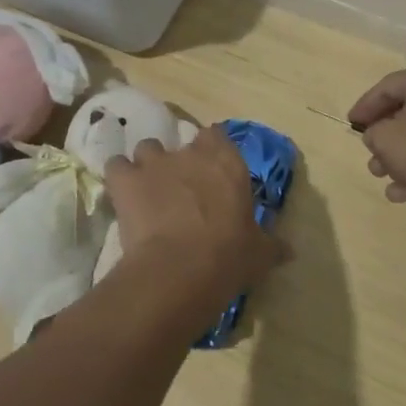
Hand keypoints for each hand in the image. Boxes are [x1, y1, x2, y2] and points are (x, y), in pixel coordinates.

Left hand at [105, 126, 285, 324]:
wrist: (180, 269)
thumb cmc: (228, 256)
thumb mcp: (258, 254)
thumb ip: (272, 245)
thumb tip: (290, 251)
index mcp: (227, 162)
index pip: (217, 136)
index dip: (212, 151)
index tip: (212, 171)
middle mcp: (191, 153)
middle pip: (182, 141)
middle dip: (180, 160)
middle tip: (182, 187)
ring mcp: (155, 163)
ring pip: (147, 148)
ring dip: (147, 165)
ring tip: (148, 190)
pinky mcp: (126, 180)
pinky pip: (115, 167)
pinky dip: (118, 178)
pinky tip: (121, 194)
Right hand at [347, 62, 405, 209]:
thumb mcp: (386, 139)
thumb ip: (373, 133)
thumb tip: (378, 134)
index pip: (387, 87)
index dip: (364, 107)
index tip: (350, 124)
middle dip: (383, 136)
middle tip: (368, 152)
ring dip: (399, 155)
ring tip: (380, 175)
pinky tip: (401, 192)